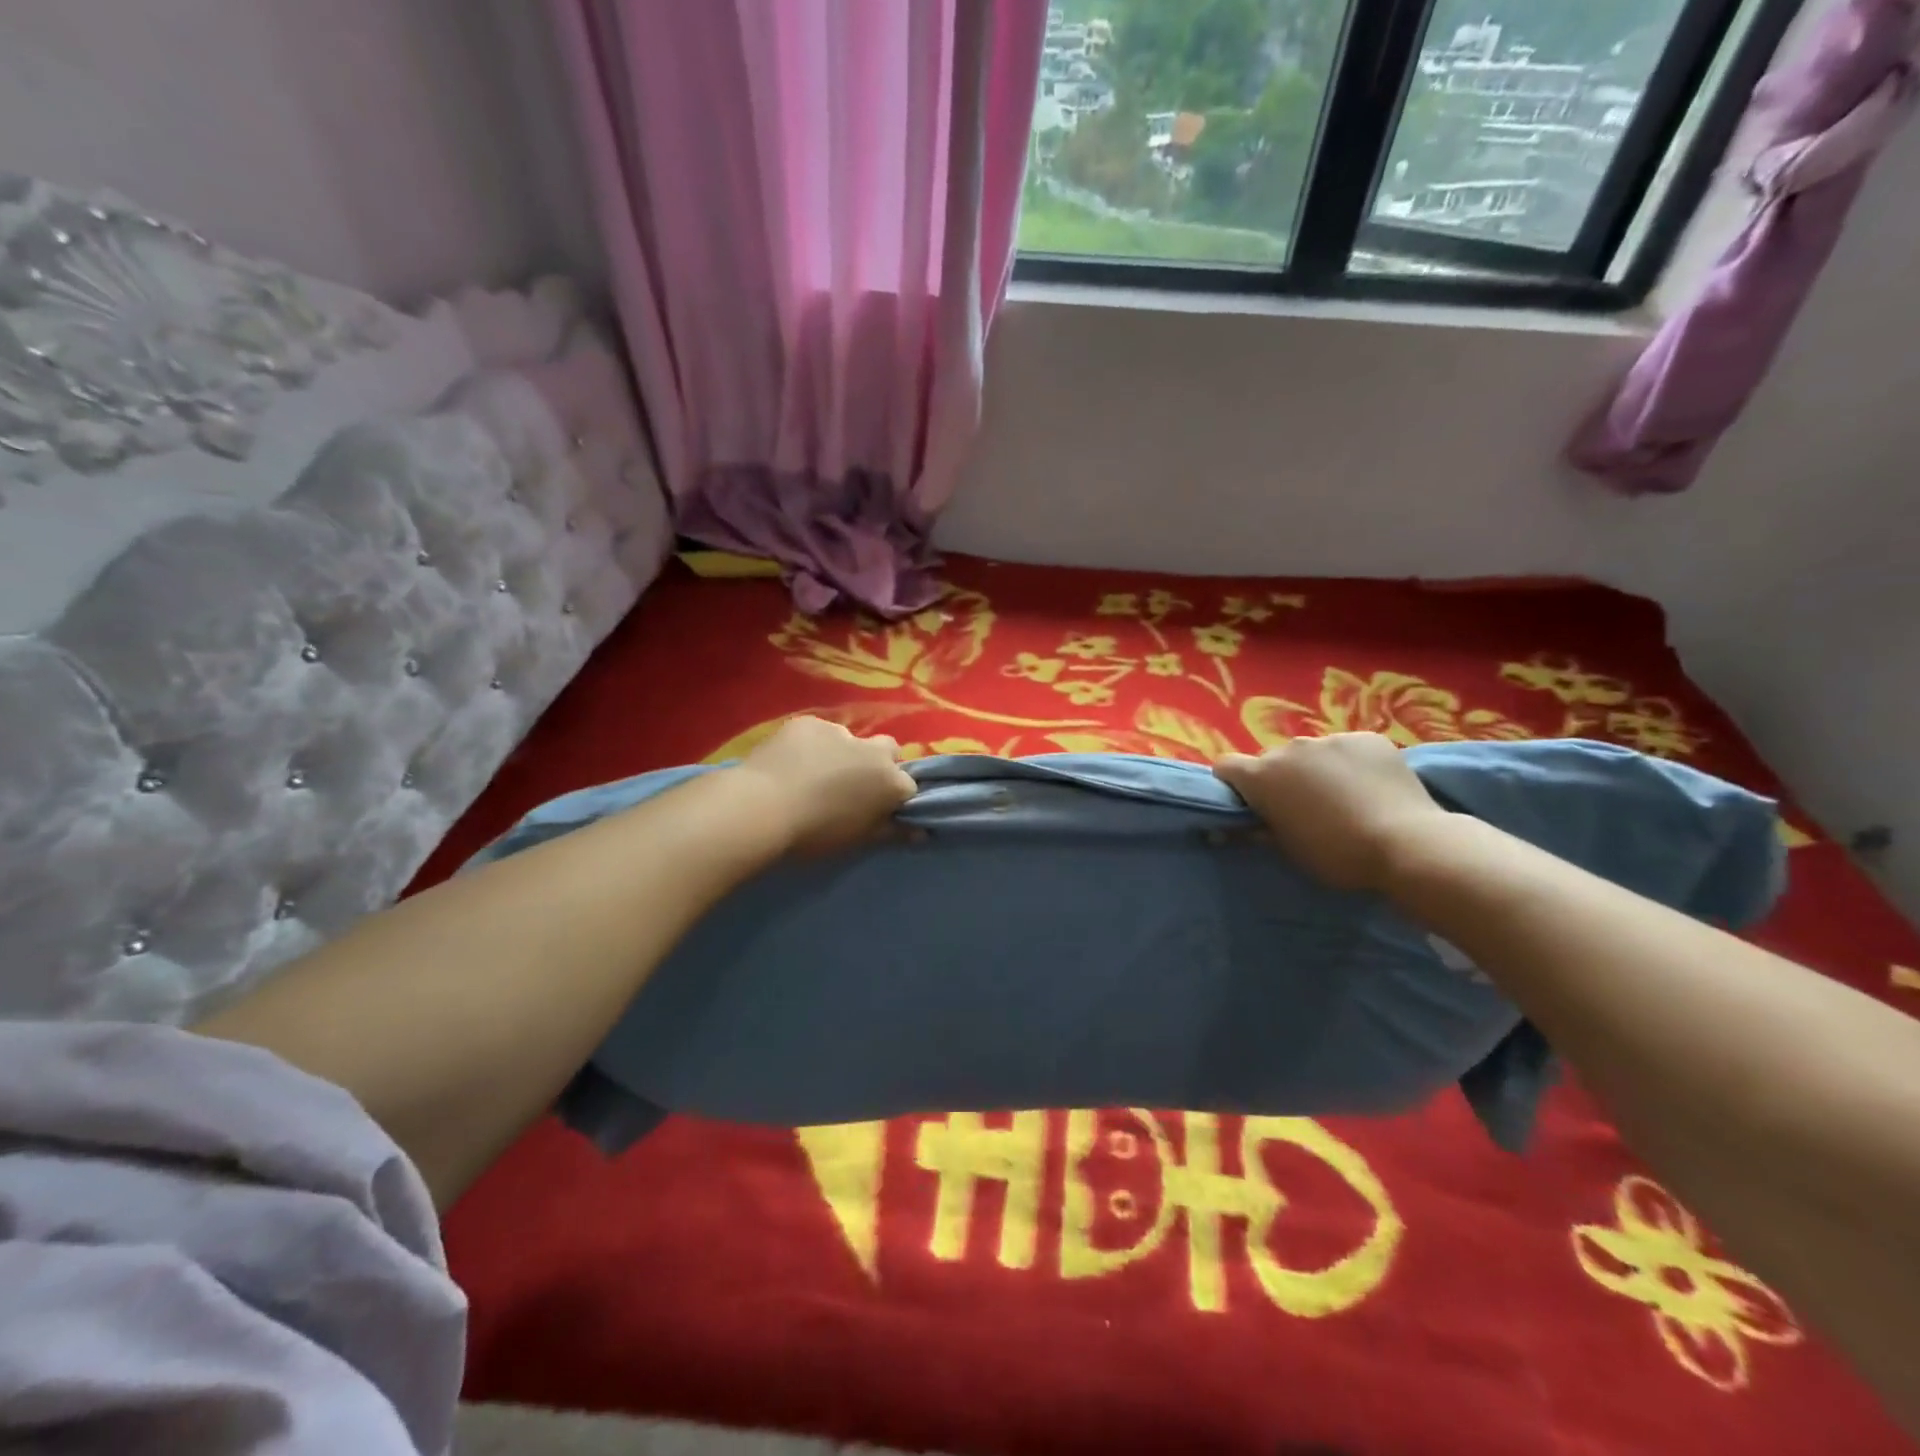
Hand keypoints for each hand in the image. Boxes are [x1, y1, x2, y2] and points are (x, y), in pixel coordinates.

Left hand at [734, 716, 917, 853]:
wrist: (763, 807)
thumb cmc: (815, 832)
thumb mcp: (858, 839)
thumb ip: (892, 831)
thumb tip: (920, 832)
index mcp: (890, 781)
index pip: (908, 786)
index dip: (894, 797)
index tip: (878, 809)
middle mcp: (873, 751)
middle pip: (889, 751)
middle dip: (878, 763)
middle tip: (852, 786)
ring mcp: (840, 732)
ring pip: (851, 740)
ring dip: (842, 753)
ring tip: (814, 773)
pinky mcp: (808, 722)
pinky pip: (818, 732)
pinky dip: (811, 745)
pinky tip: (791, 762)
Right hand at [1214, 733, 1448, 891]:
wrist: (1407, 843)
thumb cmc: (1336, 854)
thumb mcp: (1288, 850)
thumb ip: (1259, 829)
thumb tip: (1235, 826)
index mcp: (1262, 776)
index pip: (1225, 766)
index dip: (1233, 784)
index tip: (1249, 804)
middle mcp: (1289, 749)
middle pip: (1272, 760)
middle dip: (1280, 779)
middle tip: (1303, 808)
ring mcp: (1331, 739)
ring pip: (1312, 754)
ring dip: (1316, 770)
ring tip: (1344, 798)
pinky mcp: (1368, 738)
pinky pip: (1348, 749)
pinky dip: (1352, 764)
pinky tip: (1372, 787)